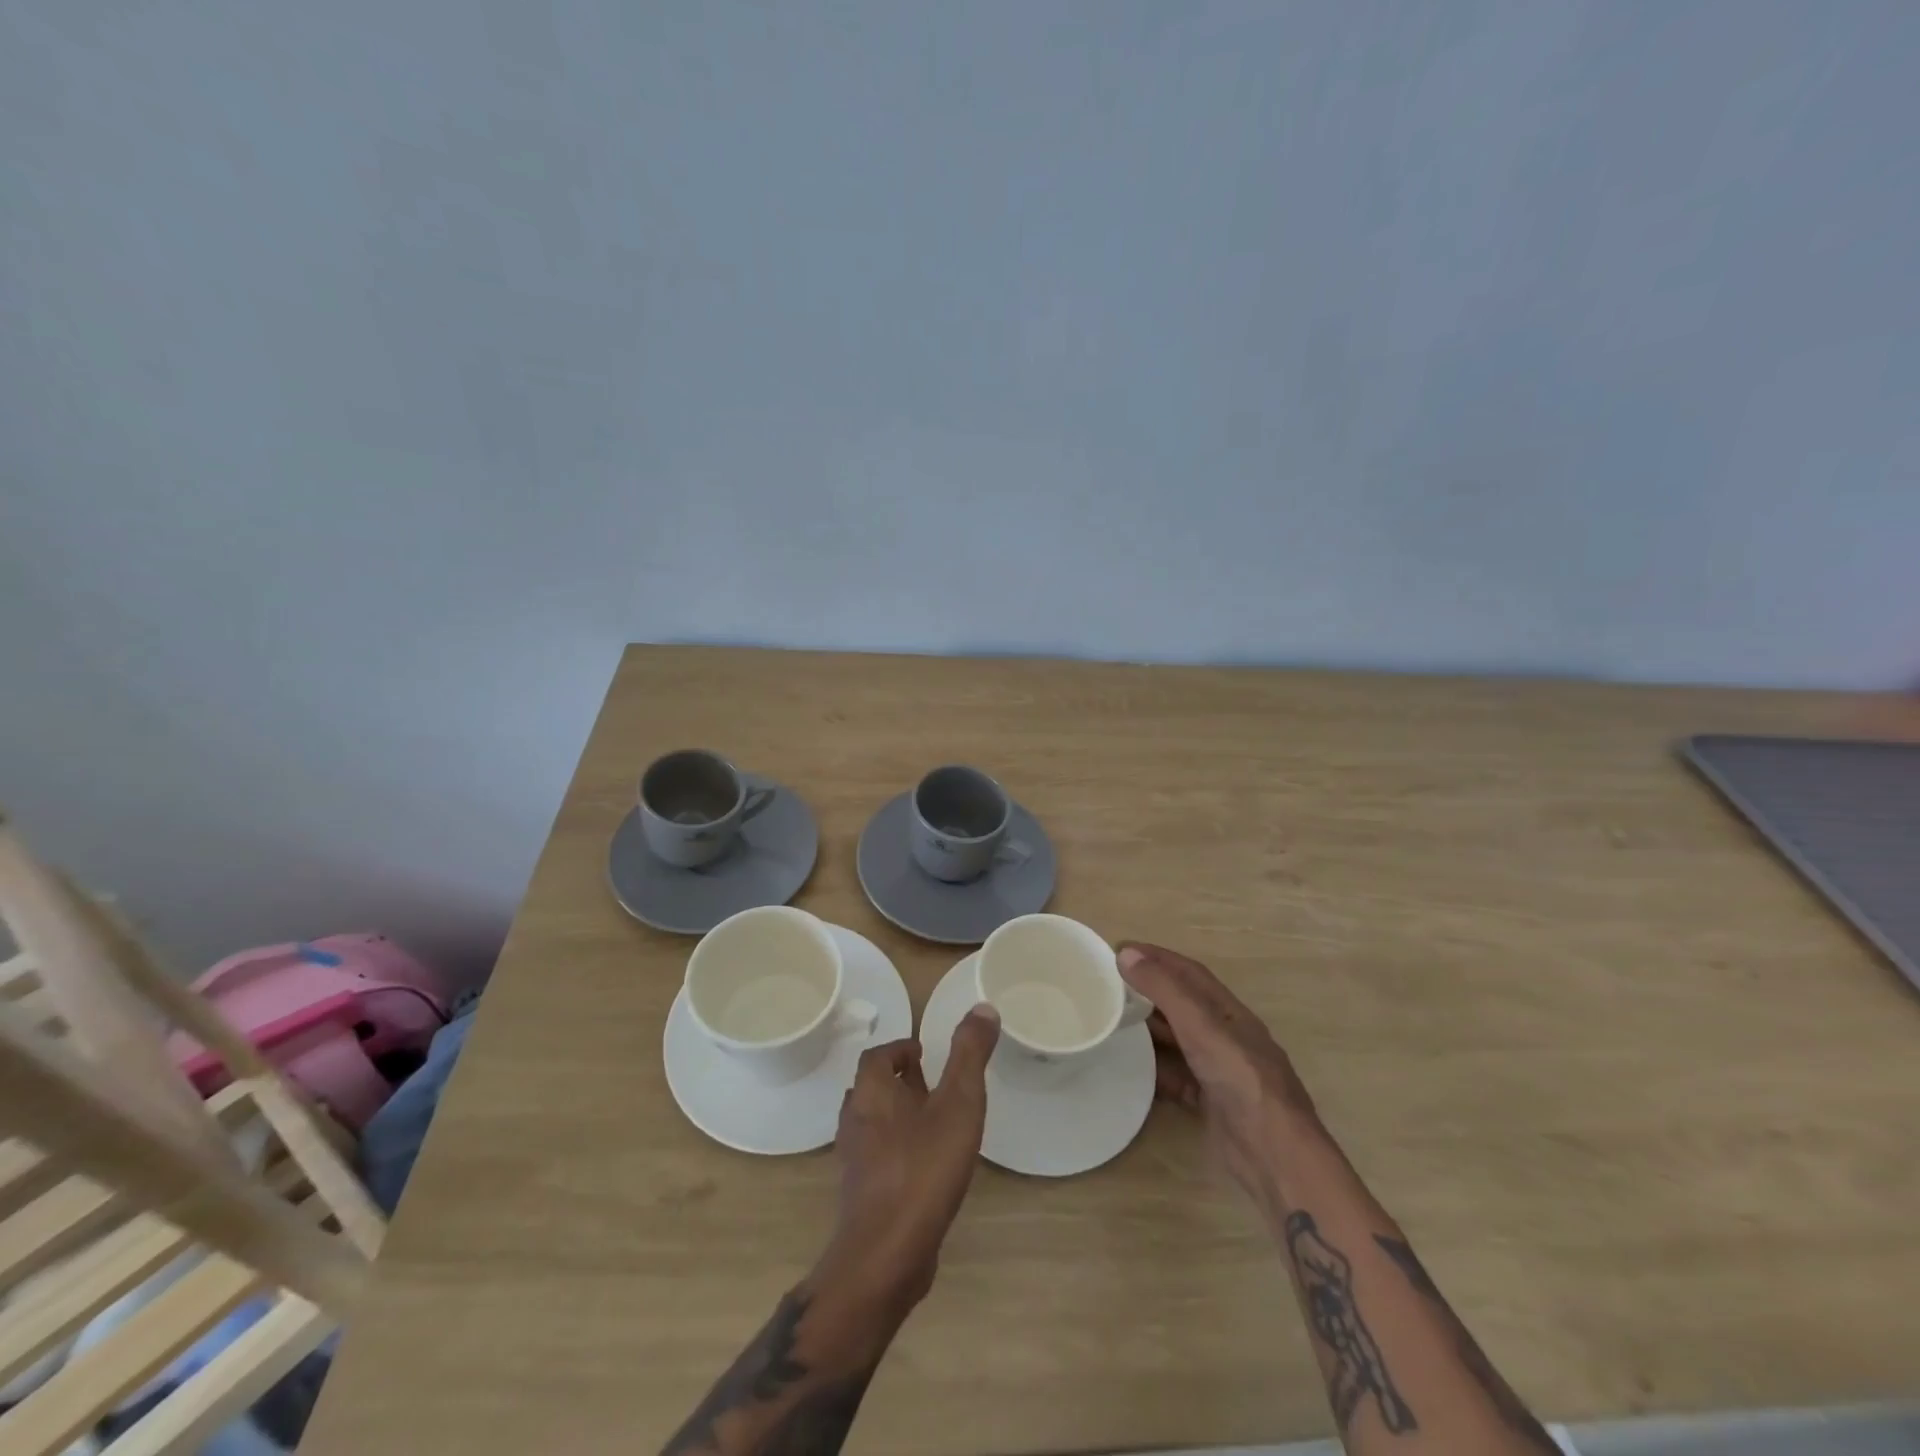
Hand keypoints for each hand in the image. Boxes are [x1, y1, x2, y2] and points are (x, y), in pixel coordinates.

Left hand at [814, 1007, 1000, 1314]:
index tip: (925, 1054)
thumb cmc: (923, 1168)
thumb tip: (983, 1006)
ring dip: (897, 1116)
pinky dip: (896, 1150)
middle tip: (932, 1083)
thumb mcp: (958, 1103)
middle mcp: (855, 1119)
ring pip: (872, 1123)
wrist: (886, 1254)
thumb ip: (970, 1054)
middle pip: (871, 1088)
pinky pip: (876, 1157)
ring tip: (932, 1121)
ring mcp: (854, 1160)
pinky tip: (924, 1167)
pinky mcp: (860, 1194)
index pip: (876, 1056)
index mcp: (872, 1091)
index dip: (898, 1050)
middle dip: (899, 1081)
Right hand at [1118, 941, 1316, 1174]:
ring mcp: (1220, 1072)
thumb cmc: (1241, 1080)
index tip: (1120, 950)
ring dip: (1150, 1031)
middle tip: (1107, 987)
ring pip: (1178, 1042)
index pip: (1189, 973)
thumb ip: (1165, 991)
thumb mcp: (1201, 1027)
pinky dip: (1155, 1070)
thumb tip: (1126, 954)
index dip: (1157, 958)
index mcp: (1230, 1013)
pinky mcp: (1211, 1104)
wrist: (1274, 1156)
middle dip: (1149, 992)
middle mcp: (1226, 1037)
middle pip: (1183, 1006)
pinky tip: (1131, 1069)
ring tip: (1112, 1023)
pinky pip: (1177, 1077)